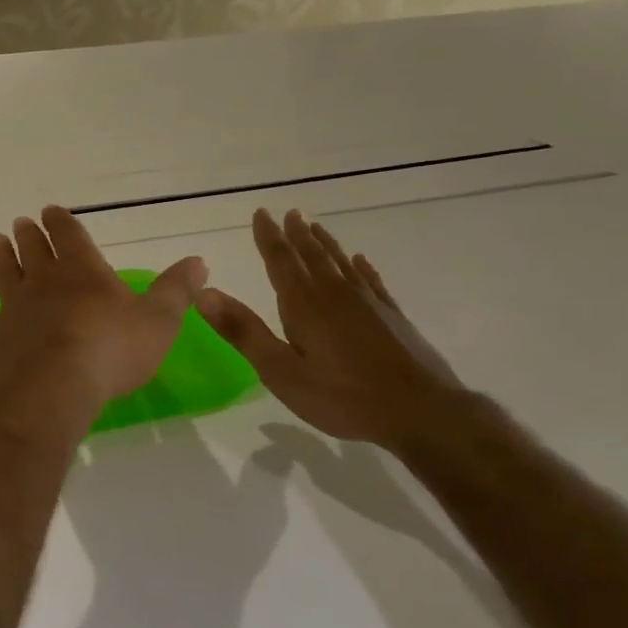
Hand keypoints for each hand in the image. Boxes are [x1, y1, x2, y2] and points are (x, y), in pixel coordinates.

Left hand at [0, 207, 207, 423]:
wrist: (52, 389)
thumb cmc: (110, 352)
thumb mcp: (158, 321)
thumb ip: (176, 290)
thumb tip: (199, 261)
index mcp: (82, 272)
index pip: (69, 236)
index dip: (61, 222)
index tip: (50, 210)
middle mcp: (43, 282)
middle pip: (33, 250)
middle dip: (29, 235)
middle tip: (20, 222)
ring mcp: (13, 308)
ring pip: (4, 274)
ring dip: (1, 257)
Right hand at [195, 209, 469, 450]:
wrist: (423, 414)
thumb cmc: (343, 397)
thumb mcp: (281, 371)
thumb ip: (243, 331)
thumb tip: (204, 293)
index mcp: (304, 304)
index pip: (281, 261)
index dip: (269, 237)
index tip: (261, 213)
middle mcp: (335, 294)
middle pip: (312, 256)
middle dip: (297, 234)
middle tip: (290, 212)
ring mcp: (368, 304)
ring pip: (341, 264)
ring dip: (325, 244)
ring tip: (315, 227)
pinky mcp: (392, 318)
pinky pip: (372, 282)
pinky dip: (363, 268)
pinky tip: (361, 260)